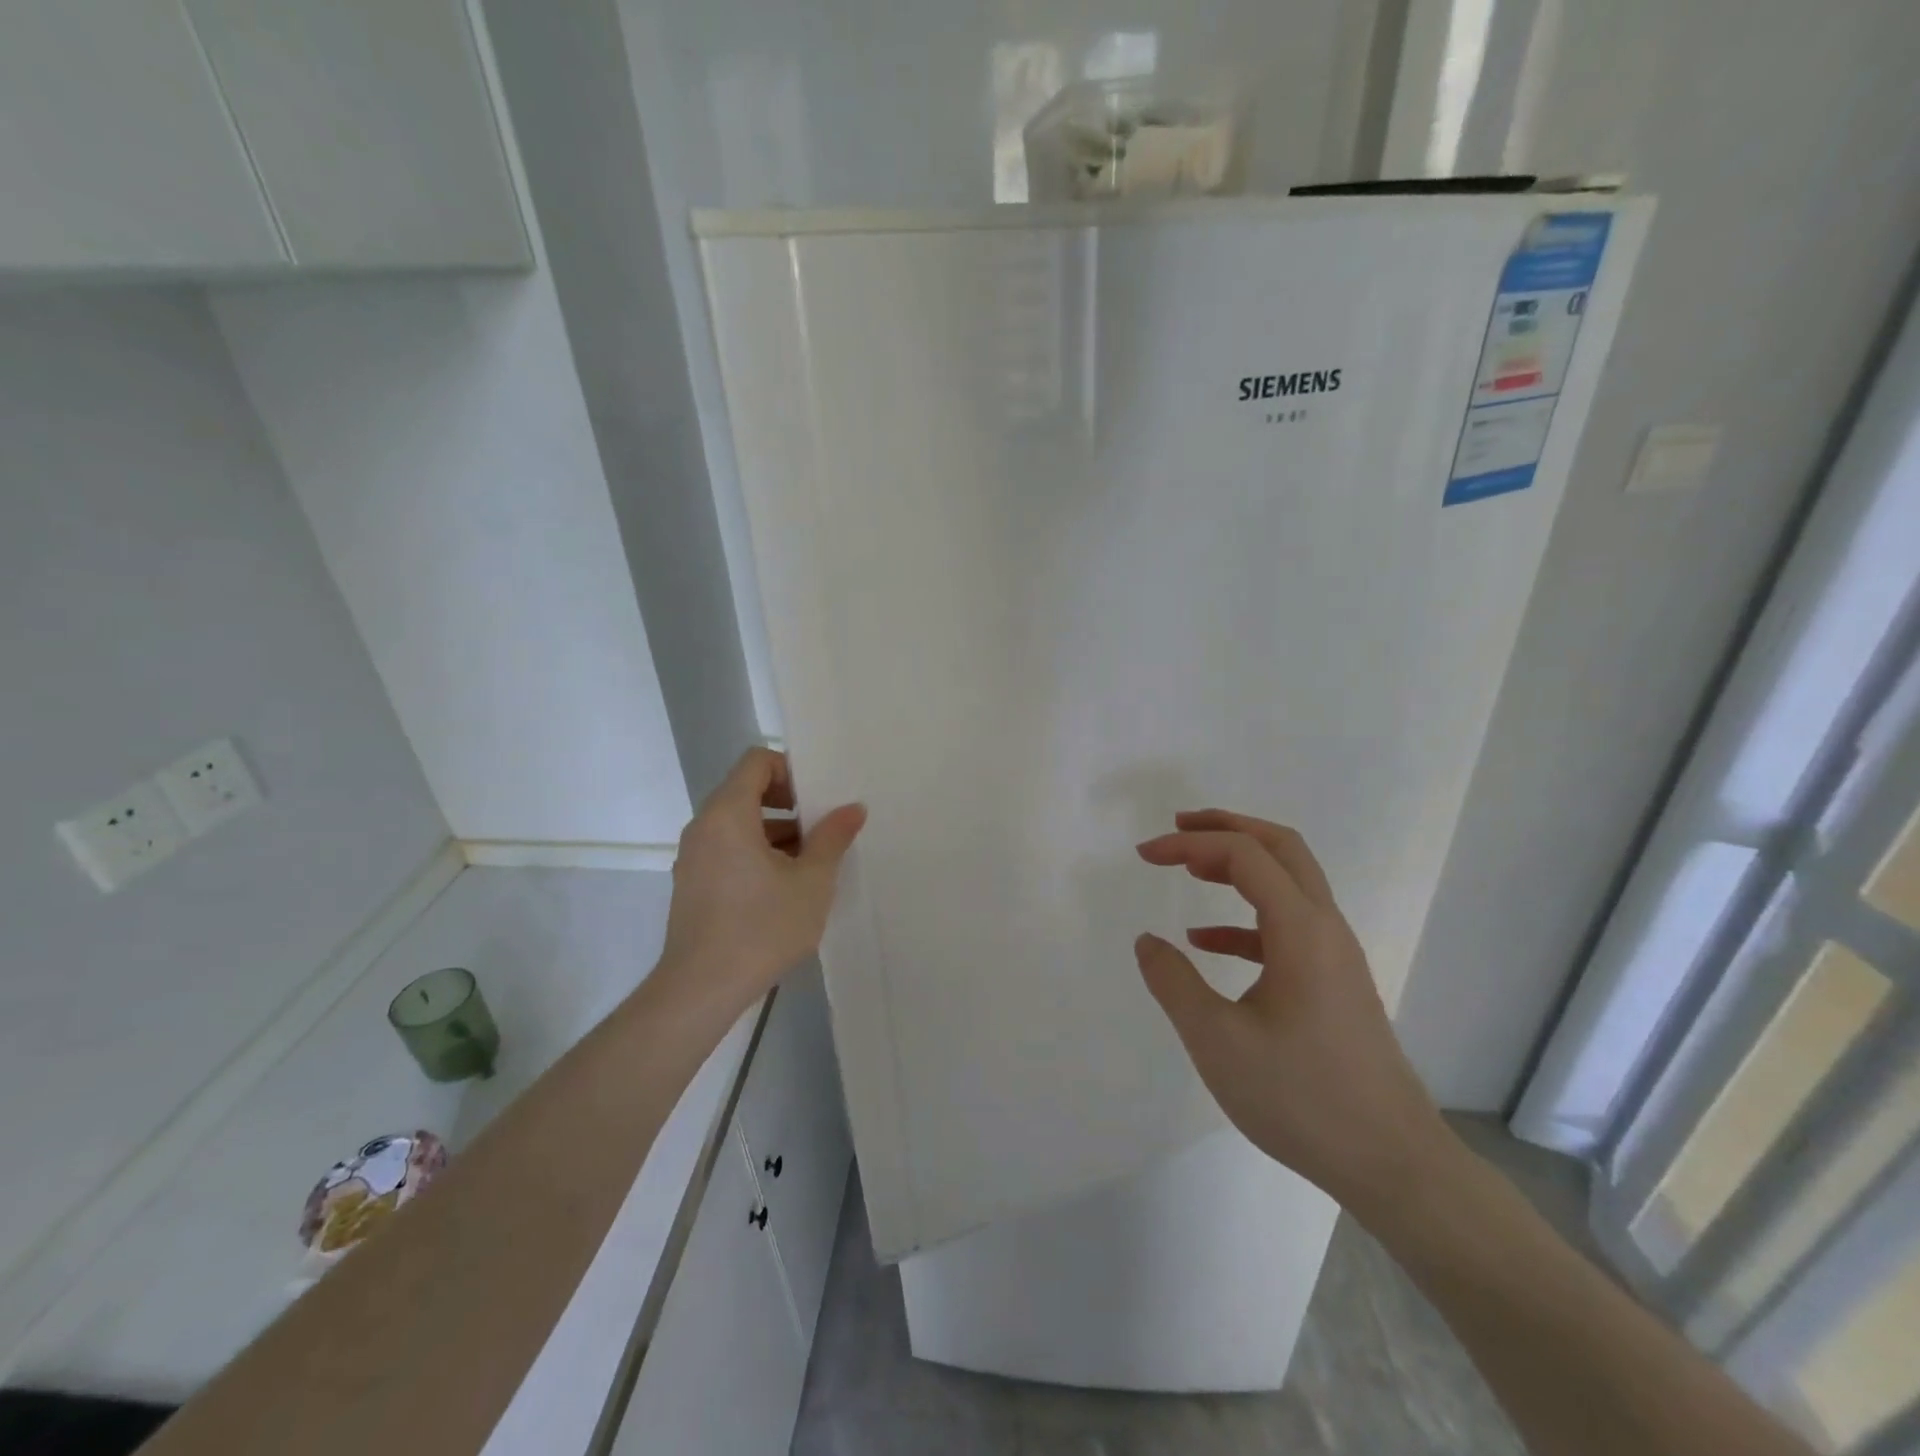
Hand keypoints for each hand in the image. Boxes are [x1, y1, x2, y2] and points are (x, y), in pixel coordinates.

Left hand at [658, 748, 865, 1009]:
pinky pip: (727, 849)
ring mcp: (693, 856)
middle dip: (789, 804)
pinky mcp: (692, 884)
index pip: (756, 761)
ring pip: (739, 824)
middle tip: (821, 830)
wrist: (701, 989)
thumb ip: (833, 837)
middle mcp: (703, 826)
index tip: (816, 800)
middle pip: (747, 790)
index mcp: (727, 813)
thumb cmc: (761, 927)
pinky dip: (756, 853)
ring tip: (810, 864)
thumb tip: (853, 808)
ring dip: (776, 832)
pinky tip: (784, 888)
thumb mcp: (812, 881)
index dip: (790, 770)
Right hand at [1133, 811, 1449, 1216]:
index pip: (1243, 854)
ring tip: (1188, 868)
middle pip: (1280, 847)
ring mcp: (1334, 955)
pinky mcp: (1334, 982)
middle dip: (1226, 827)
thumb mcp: (1218, 1041)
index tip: (1144, 854)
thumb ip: (1174, 983)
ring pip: (1287, 882)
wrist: (1393, 1164)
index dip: (1190, 844)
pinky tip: (1206, 942)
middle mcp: (1324, 927)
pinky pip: (1286, 926)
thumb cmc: (1302, 1098)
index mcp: (1300, 929)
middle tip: (1177, 828)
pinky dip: (1243, 917)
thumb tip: (1147, 941)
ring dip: (1238, 864)